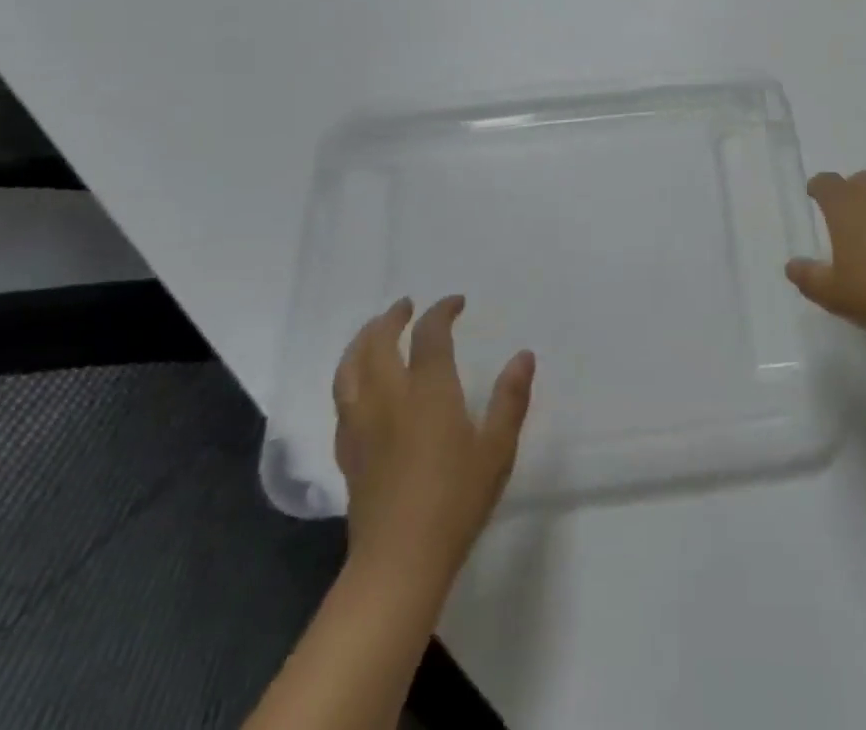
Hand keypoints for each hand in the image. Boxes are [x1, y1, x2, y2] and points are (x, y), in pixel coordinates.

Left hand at [332, 297, 533, 579]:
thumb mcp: (497, 449)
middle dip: (391, 318)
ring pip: (349, 369)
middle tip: (406, 306)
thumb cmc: (456, 501)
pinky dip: (350, 378)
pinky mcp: (347, 453)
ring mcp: (362, 426)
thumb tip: (524, 356)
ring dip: (361, 342)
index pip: (430, 335)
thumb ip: (511, 399)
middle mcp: (389, 399)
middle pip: (377, 343)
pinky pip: (342, 401)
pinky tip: (360, 385)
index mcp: (428, 392)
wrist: (398, 562)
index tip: (456, 302)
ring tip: (374, 331)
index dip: (442, 312)